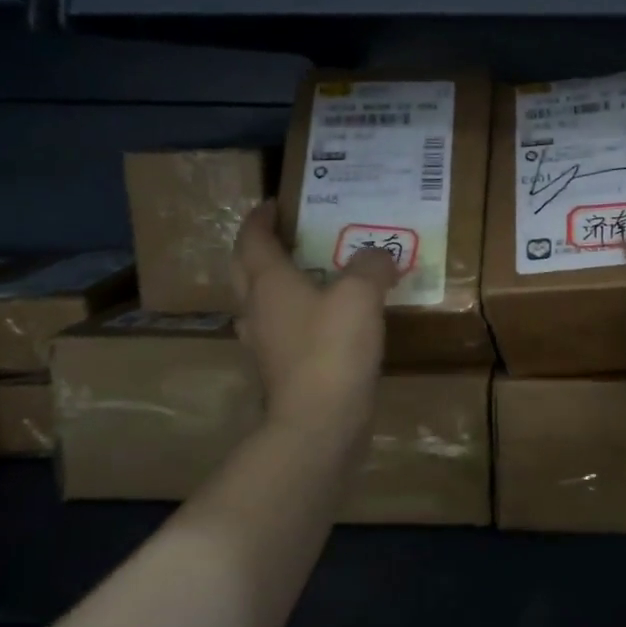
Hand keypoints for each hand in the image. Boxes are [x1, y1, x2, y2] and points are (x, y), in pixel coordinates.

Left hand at [231, 202, 396, 433]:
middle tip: (287, 234)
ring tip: (308, 273)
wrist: (319, 423)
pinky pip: (283, 329)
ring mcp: (265, 344)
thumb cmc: (333, 348)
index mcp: (269, 283)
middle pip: (246, 269)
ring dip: (275, 283)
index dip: (261, 217)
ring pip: (261, 302)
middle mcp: (258, 309)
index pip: (253, 239)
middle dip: (260, 247)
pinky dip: (296, 315)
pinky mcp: (282, 371)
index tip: (274, 203)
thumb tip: (378, 255)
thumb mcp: (361, 295)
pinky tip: (324, 320)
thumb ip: (371, 266)